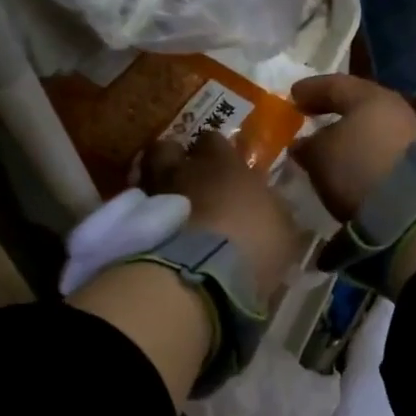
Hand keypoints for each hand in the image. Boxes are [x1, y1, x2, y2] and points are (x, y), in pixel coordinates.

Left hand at [145, 133, 304, 301]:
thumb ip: (275, 213)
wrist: (200, 275)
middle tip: (182, 175)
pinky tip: (152, 231)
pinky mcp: (132, 225)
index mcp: (222, 164)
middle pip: (166, 149)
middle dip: (172, 159)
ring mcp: (152, 196)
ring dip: (153, 186)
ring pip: (144, 176)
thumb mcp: (283, 231)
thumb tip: (274, 208)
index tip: (220, 164)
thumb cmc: (252, 244)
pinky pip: (135, 210)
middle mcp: (181, 171)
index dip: (214, 150)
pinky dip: (142, 216)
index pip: (212, 140)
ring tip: (163, 203)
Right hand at [289, 74, 415, 223]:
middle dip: (330, 108)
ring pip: (368, 125)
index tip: (292, 95)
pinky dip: (359, 148)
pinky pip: (377, 145)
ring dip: (346, 131)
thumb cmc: (355, 168)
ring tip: (325, 141)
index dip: (310, 89)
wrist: (405, 208)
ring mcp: (407, 133)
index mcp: (369, 96)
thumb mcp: (318, 155)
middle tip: (308, 113)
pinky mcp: (412, 160)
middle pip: (355, 103)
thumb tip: (302, 144)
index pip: (334, 84)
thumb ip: (306, 144)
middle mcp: (392, 107)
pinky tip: (345, 159)